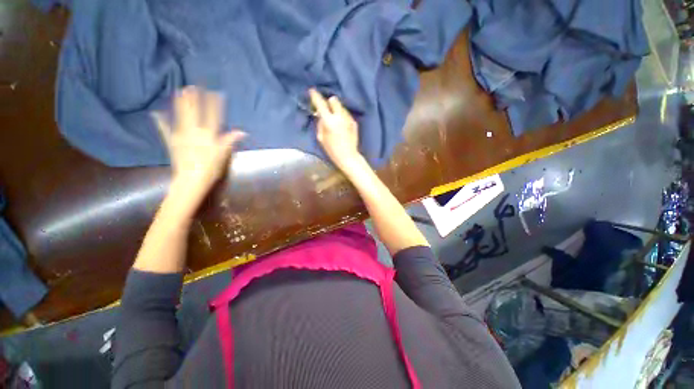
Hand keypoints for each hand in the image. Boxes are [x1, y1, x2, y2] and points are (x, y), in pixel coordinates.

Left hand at [154, 86, 244, 203]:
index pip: (213, 116)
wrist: (191, 179)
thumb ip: (230, 141)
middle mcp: (194, 131)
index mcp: (208, 135)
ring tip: (180, 91)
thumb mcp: (223, 155)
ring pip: (181, 115)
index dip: (214, 104)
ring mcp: (181, 135)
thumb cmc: (210, 168)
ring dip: (181, 103)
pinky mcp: (172, 141)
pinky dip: (161, 121)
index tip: (216, 93)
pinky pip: (165, 129)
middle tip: (193, 86)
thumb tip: (242, 132)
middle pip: (194, 112)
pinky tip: (156, 113)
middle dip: (195, 99)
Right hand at [309, 88, 361, 171]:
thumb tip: (319, 114)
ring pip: (341, 107)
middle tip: (327, 110)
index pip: (321, 104)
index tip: (312, 91)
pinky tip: (342, 126)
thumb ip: (320, 124)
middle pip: (334, 100)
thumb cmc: (332, 150)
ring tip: (335, 120)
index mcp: (329, 121)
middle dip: (329, 102)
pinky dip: (342, 117)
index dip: (315, 96)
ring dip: (336, 110)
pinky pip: (346, 114)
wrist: (348, 156)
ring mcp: (348, 118)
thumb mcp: (321, 138)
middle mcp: (340, 117)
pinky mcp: (354, 122)